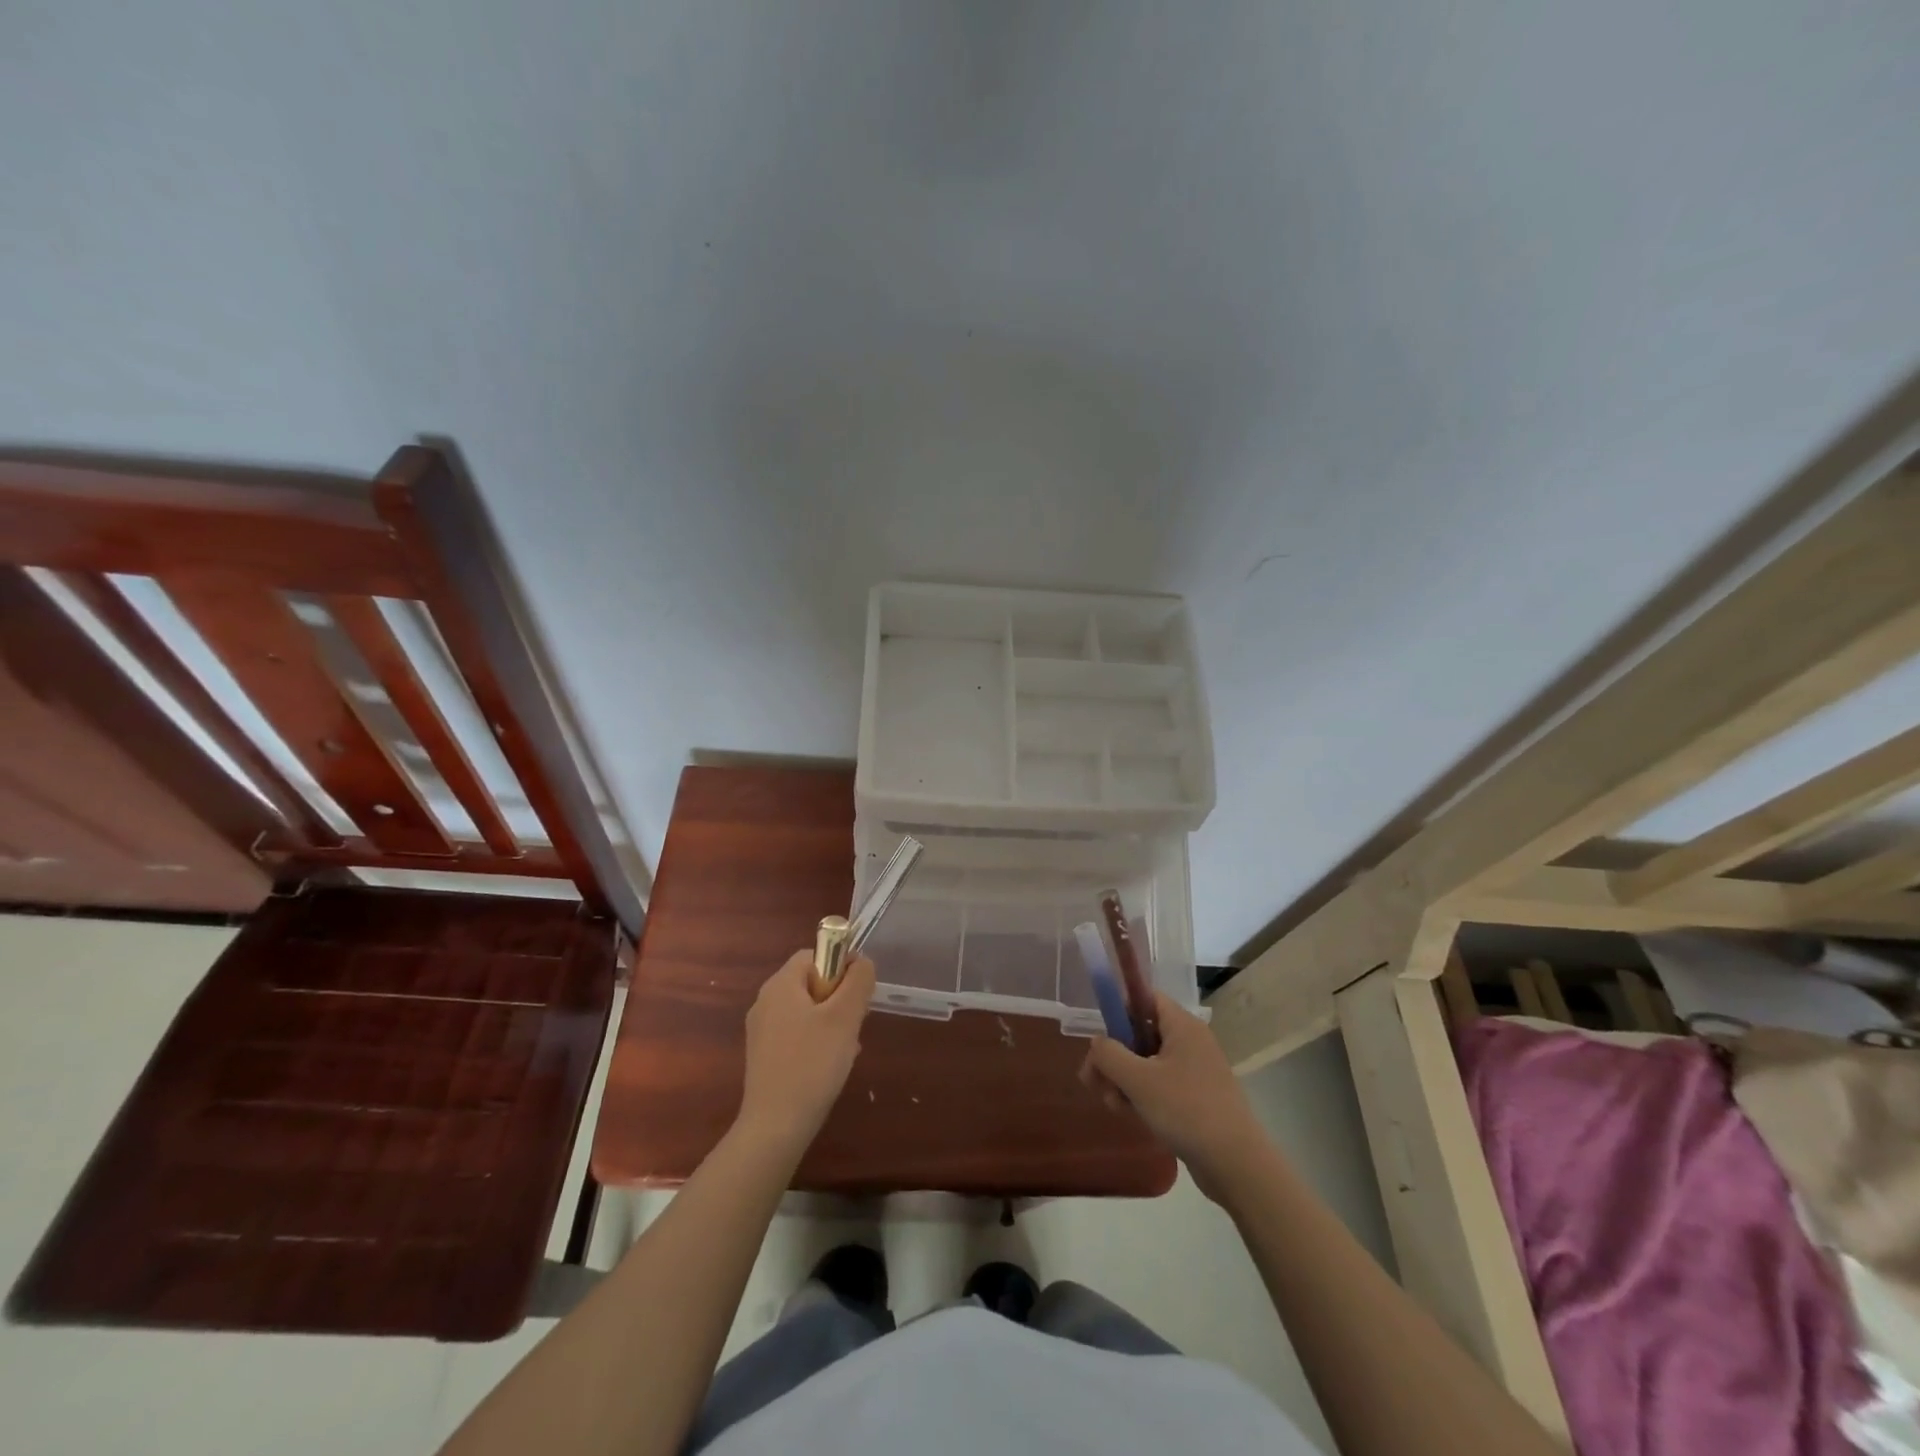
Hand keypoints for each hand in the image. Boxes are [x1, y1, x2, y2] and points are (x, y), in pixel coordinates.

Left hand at [736, 950, 875, 1160]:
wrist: (775, 1127)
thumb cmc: (812, 1064)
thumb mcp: (844, 1017)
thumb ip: (858, 981)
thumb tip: (862, 962)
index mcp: (780, 985)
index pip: (815, 954)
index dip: (842, 964)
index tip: (859, 992)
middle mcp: (766, 1002)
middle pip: (811, 982)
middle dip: (839, 997)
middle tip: (856, 1022)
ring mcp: (762, 1031)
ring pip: (807, 1010)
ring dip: (832, 1022)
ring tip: (846, 1048)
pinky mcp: (764, 1057)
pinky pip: (797, 1034)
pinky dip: (817, 1041)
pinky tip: (830, 1066)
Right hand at [1080, 993, 1269, 1202]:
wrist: (1235, 1164)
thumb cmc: (1185, 1110)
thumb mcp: (1138, 1080)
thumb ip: (1108, 1054)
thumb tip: (1097, 1043)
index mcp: (1182, 1025)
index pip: (1145, 998)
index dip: (1119, 1011)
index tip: (1101, 1040)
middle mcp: (1190, 1041)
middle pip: (1141, 1033)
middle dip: (1115, 1056)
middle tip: (1094, 1081)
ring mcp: (1195, 1070)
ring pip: (1148, 1062)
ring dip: (1124, 1080)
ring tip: (1114, 1105)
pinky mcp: (1196, 1097)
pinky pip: (1161, 1084)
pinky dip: (1143, 1095)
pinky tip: (1131, 1115)